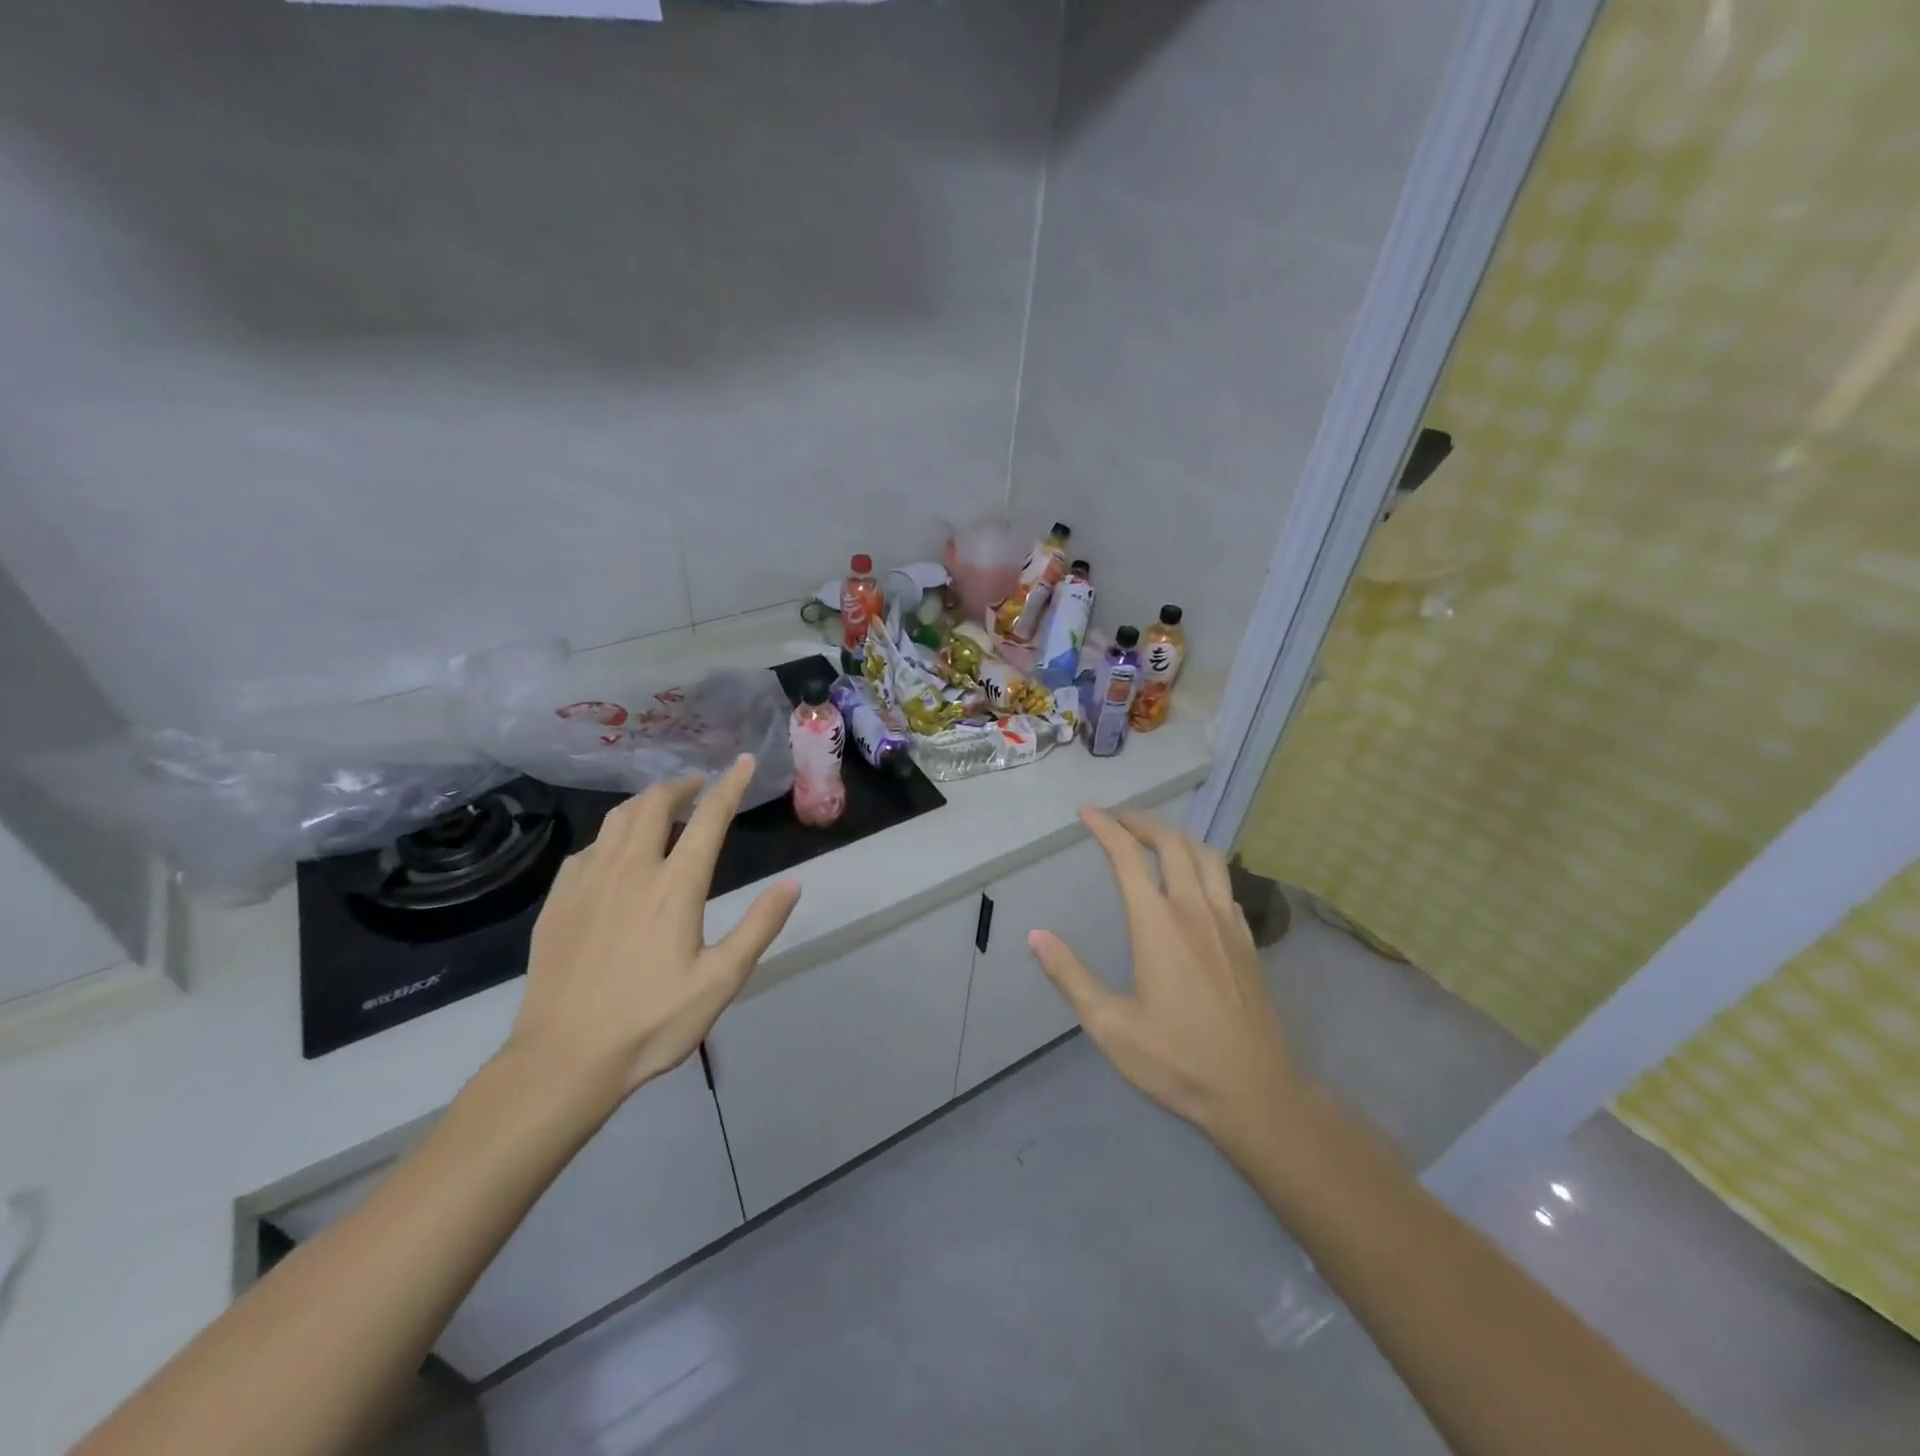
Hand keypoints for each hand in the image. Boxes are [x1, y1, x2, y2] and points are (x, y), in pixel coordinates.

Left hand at [505, 754, 800, 1110]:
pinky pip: (588, 848)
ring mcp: (588, 882)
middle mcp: (631, 870)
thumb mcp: (721, 981)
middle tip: (698, 786)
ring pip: (616, 819)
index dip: (730, 786)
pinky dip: (610, 835)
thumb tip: (793, 882)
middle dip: (680, 786)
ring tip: (661, 807)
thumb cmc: (652, 1022)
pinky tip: (614, 852)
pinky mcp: (558, 901)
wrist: (563, 1060)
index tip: (742, 762)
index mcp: (675, 887)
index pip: (708, 819)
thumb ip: (759, 926)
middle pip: (654, 804)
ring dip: (644, 802)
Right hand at [1029, 807, 1305, 1156]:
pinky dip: (1203, 867)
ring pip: (1207, 857)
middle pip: (1172, 844)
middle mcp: (1194, 911)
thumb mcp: (1109, 1025)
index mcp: (1157, 924)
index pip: (1127, 857)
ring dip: (1177, 837)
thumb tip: (1036, 936)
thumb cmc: (1176, 1060)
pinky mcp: (1246, 942)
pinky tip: (1194, 883)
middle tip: (1117, 817)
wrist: (1255, 1093)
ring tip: (1154, 837)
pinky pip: (1225, 885)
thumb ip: (1071, 976)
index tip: (1086, 811)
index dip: (1105, 828)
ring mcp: (1227, 924)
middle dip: (1141, 822)